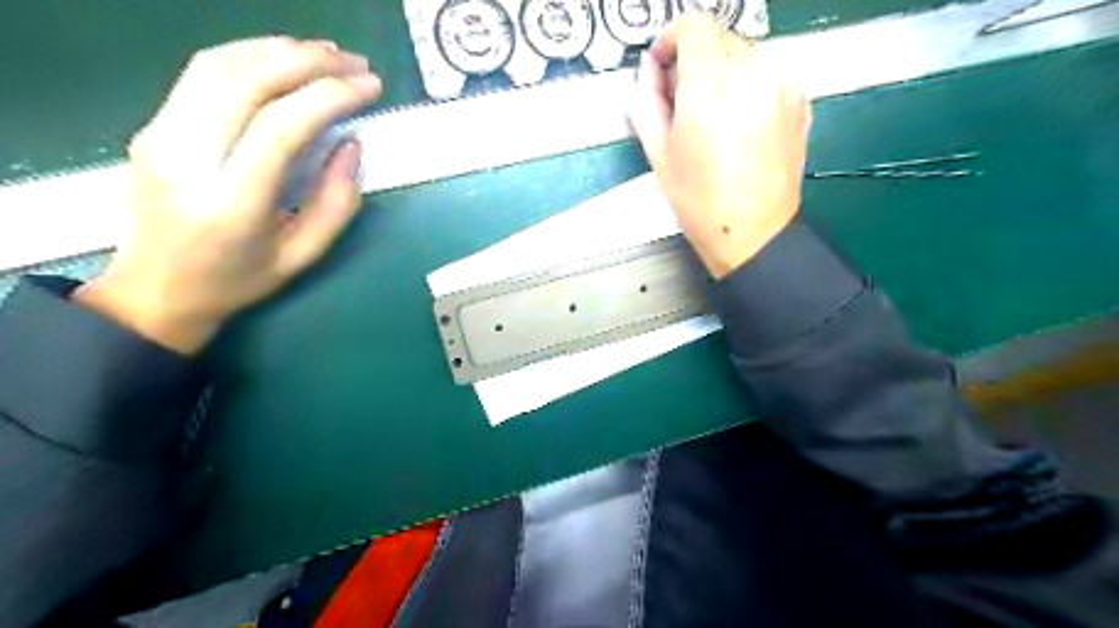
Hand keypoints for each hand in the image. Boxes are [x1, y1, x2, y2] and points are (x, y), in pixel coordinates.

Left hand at [76, 36, 384, 352]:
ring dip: (278, 49)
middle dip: (308, 61)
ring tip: (326, 53)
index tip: (370, 87)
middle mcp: (187, 158)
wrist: (156, 290)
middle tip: (354, 62)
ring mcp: (160, 135)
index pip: (281, 127)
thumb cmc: (238, 280)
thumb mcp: (303, 255)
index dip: (331, 96)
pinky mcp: (153, 124)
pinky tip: (283, 59)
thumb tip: (351, 145)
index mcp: (231, 202)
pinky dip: (249, 55)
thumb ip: (337, 202)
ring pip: (218, 65)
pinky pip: (202, 74)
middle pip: (246, 82)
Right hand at [629, 15, 813, 276]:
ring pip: (743, 53)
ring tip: (711, 115)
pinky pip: (767, 72)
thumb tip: (648, 67)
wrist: (753, 234)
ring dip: (721, 71)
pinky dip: (747, 83)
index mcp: (710, 90)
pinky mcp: (800, 99)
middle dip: (695, 59)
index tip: (664, 65)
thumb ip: (647, 100)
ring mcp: (782, 85)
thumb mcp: (659, 155)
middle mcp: (752, 76)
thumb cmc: (700, 203)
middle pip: (718, 37)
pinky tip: (738, 120)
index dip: (672, 39)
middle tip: (682, 99)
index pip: (693, 27)